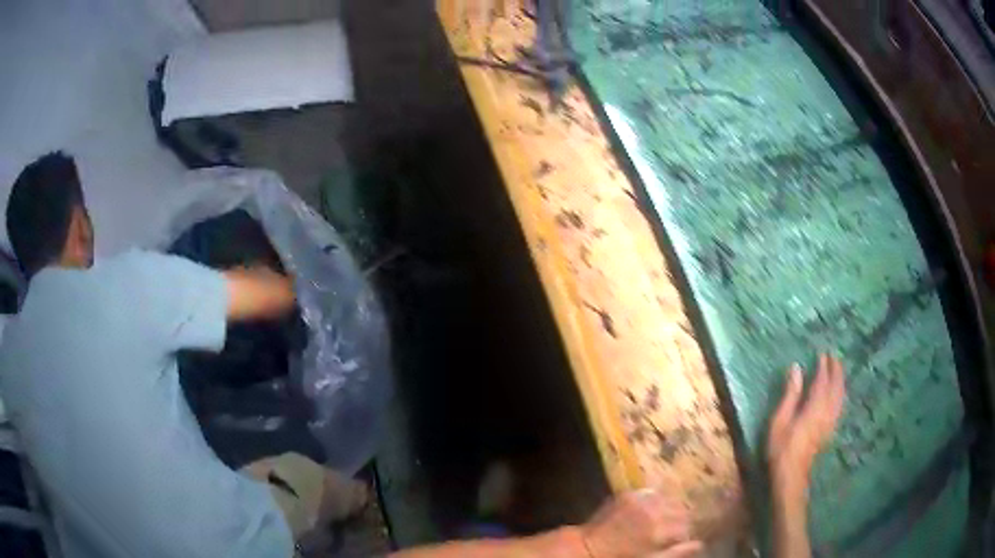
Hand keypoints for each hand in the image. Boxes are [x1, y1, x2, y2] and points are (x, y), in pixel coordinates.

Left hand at [580, 489, 701, 557]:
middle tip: (673, 531)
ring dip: (670, 508)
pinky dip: (656, 500)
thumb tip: (699, 545)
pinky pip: (651, 493)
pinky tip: (651, 510)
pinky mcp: (628, 494)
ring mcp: (639, 498)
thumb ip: (676, 552)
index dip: (686, 534)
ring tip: (663, 521)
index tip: (681, 540)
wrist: (587, 547)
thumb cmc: (620, 556)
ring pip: (668, 499)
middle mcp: (652, 508)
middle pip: (679, 509)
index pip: (686, 525)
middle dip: (680, 520)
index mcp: (658, 527)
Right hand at [767, 354, 845, 491]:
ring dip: (841, 381)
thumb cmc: (782, 447)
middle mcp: (827, 411)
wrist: (791, 475)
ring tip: (838, 371)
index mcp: (815, 406)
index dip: (824, 366)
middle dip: (836, 370)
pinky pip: (841, 406)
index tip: (822, 354)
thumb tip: (796, 368)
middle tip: (834, 357)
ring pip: (841, 396)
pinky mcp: (831, 430)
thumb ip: (791, 393)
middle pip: (836, 386)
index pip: (823, 380)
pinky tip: (839, 395)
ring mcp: (831, 421)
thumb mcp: (780, 420)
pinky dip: (841, 395)